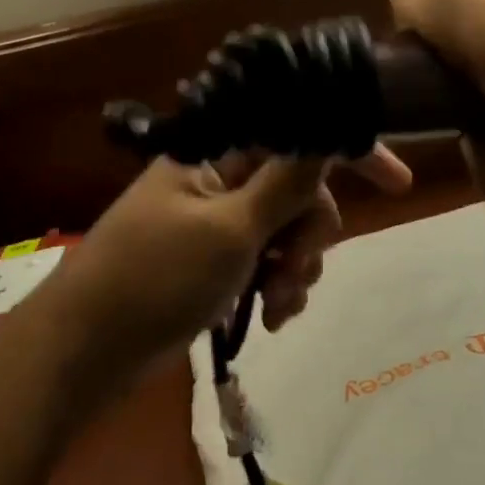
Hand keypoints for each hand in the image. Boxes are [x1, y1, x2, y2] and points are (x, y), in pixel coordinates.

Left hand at [35, 146, 411, 382]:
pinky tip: (272, 318)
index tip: (398, 183)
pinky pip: (266, 262)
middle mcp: (220, 180)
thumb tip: (326, 133)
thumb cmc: (155, 280)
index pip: (293, 133)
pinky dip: (277, 286)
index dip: (347, 151)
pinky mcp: (215, 262)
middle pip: (298, 188)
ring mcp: (217, 223)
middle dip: (311, 231)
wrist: (86, 351)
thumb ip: (285, 183)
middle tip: (296, 267)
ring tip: (277, 304)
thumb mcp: (229, 231)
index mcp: (215, 154)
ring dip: (296, 267)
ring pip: (287, 230)